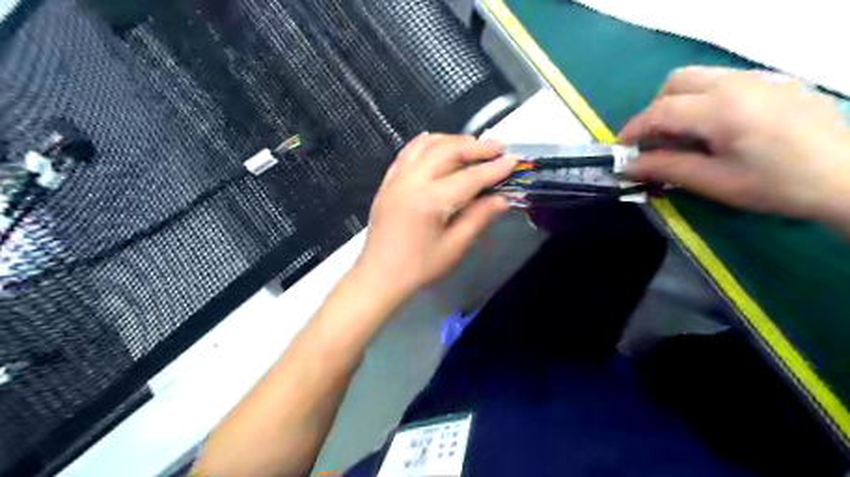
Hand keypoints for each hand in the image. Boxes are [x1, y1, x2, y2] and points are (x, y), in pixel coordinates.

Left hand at [355, 135, 514, 294]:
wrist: (379, 275)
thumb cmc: (419, 267)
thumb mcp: (454, 247)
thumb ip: (479, 218)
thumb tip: (503, 198)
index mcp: (430, 200)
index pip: (469, 177)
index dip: (493, 169)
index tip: (513, 161)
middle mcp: (412, 181)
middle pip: (447, 151)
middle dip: (475, 147)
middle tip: (497, 147)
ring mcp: (396, 178)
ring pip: (426, 145)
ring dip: (452, 140)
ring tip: (472, 146)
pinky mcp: (387, 182)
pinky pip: (408, 152)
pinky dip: (427, 144)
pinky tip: (438, 145)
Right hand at [619, 65, 849, 218]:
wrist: (848, 177)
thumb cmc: (776, 185)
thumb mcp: (714, 182)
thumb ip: (666, 168)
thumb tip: (628, 165)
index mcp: (721, 109)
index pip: (660, 110)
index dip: (634, 129)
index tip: (621, 149)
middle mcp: (738, 83)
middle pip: (677, 81)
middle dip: (655, 109)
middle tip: (654, 139)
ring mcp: (760, 79)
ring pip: (701, 77)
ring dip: (679, 102)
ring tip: (682, 134)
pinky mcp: (776, 83)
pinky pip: (725, 81)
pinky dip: (704, 99)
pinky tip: (715, 127)